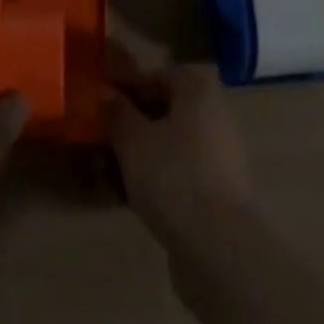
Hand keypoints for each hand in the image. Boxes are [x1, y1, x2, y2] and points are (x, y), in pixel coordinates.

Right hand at [103, 63, 255, 245]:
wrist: (220, 248)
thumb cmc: (173, 176)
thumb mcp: (134, 141)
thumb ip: (118, 113)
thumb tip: (105, 92)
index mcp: (198, 90)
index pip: (158, 75)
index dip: (128, 85)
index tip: (103, 101)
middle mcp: (215, 115)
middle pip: (167, 109)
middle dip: (135, 121)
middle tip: (104, 136)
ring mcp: (220, 155)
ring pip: (172, 143)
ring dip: (144, 152)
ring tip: (111, 169)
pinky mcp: (219, 192)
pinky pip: (181, 172)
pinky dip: (157, 177)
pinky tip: (131, 195)